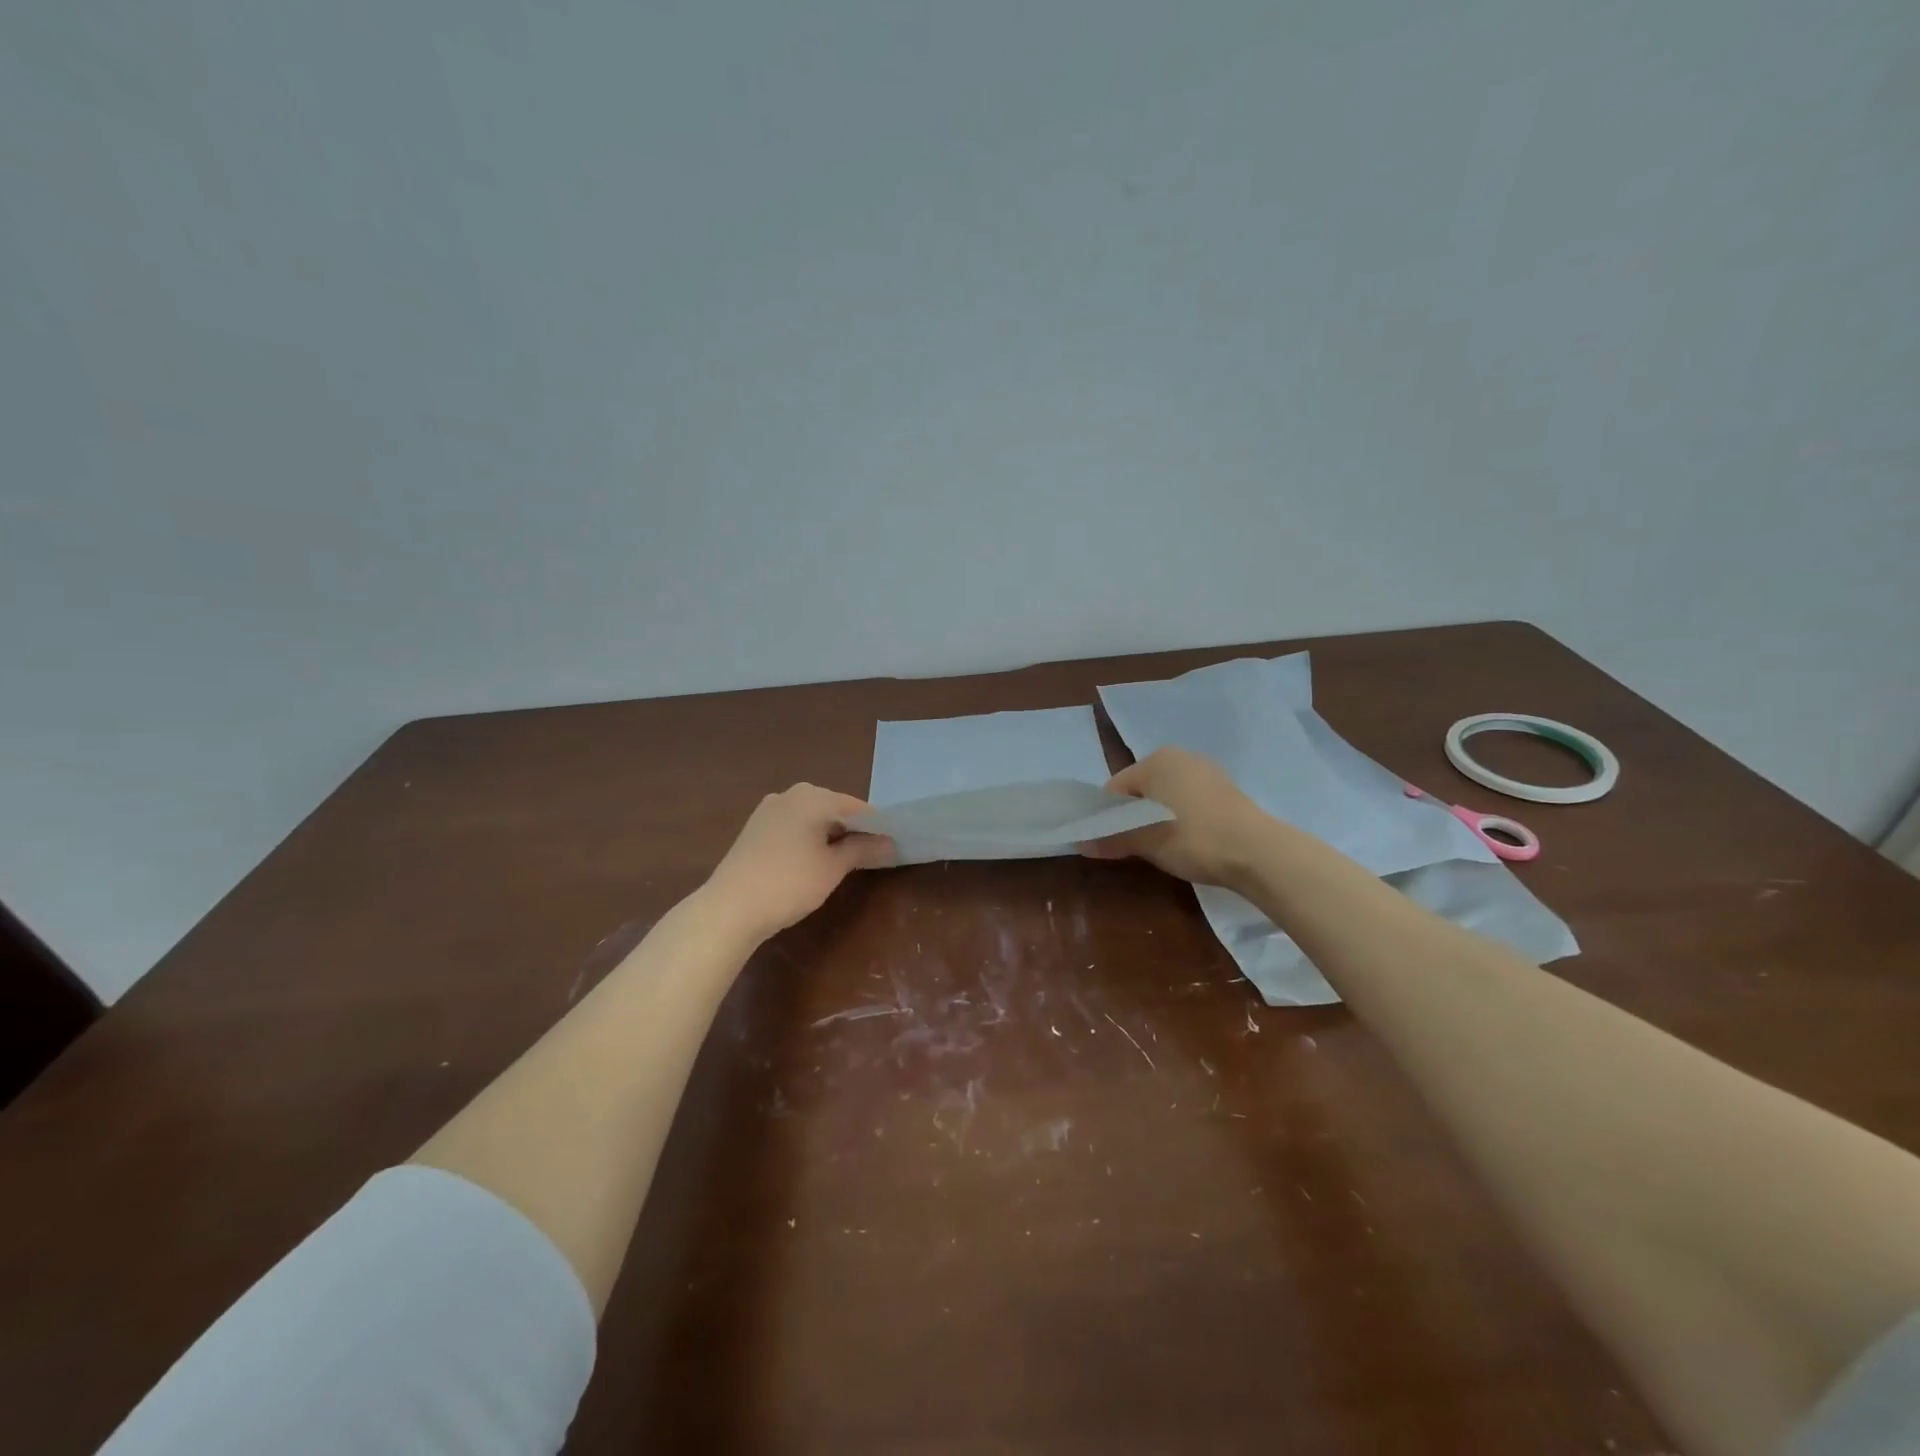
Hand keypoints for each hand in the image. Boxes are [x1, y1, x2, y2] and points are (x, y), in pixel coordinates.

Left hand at [702, 784, 894, 942]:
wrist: (730, 907)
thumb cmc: (789, 883)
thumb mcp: (833, 868)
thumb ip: (863, 850)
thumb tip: (890, 843)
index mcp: (813, 796)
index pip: (857, 807)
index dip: (876, 827)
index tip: (890, 846)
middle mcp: (790, 794)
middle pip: (833, 808)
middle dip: (852, 829)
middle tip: (870, 856)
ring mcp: (769, 809)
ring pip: (811, 817)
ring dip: (829, 835)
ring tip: (842, 861)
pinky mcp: (755, 827)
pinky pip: (793, 826)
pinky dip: (808, 838)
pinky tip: (811, 862)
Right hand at [1079, 747, 1265, 887]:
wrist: (1258, 852)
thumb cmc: (1193, 838)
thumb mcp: (1146, 842)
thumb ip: (1113, 839)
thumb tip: (1081, 844)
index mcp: (1156, 760)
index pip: (1116, 788)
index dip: (1106, 816)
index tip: (1106, 842)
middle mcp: (1180, 757)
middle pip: (1141, 790)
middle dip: (1132, 817)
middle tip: (1131, 847)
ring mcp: (1206, 772)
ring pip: (1166, 796)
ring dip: (1156, 819)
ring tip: (1159, 848)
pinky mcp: (1225, 790)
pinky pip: (1188, 802)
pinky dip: (1180, 818)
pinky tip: (1186, 842)